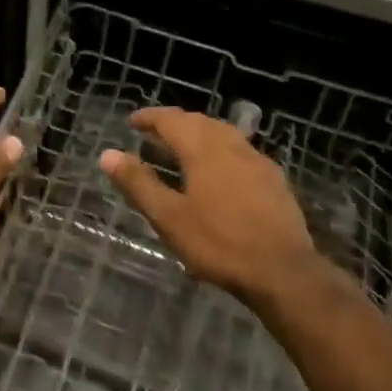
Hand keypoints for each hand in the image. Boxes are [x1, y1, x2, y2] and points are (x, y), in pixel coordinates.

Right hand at [100, 108, 341, 305]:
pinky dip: (221, 151)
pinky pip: (241, 151)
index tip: (132, 122)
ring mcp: (257, 161)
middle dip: (174, 124)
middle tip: (154, 134)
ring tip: (183, 149)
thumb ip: (138, 183)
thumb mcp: (169, 217)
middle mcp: (231, 145)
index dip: (150, 118)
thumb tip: (107, 154)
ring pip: (223, 134)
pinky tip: (220, 172)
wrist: (284, 272)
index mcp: (202, 149)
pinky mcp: (274, 180)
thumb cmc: (219, 243)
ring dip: (199, 134)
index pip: (171, 120)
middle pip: (199, 122)